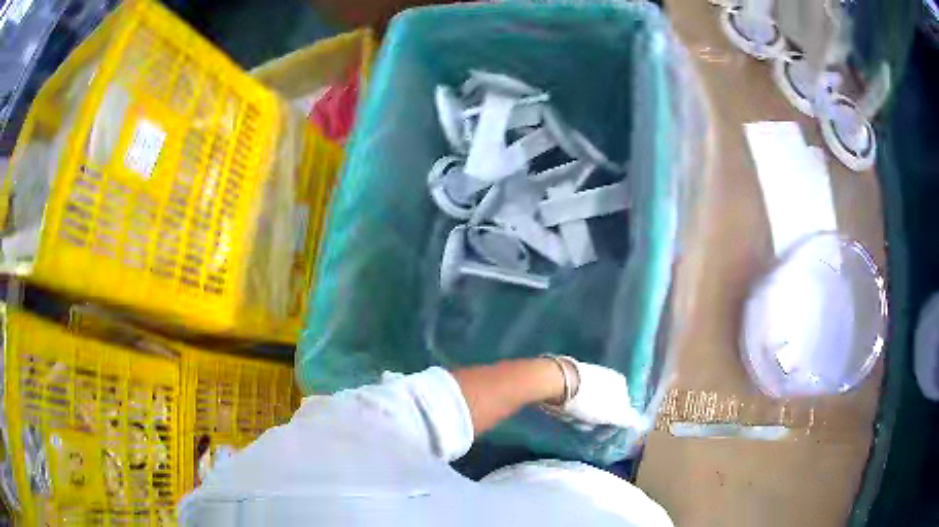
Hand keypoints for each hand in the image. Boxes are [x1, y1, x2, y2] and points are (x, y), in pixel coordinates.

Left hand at [545, 358, 643, 428]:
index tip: (605, 431)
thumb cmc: (589, 400)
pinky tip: (565, 413)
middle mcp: (606, 376)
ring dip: (583, 415)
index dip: (615, 421)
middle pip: (605, 405)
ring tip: (574, 423)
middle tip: (589, 428)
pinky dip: (572, 408)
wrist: (557, 381)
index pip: (623, 406)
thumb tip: (642, 424)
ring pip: (589, 403)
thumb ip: (628, 419)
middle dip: (598, 418)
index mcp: (620, 382)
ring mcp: (588, 375)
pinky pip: (575, 398)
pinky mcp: (570, 378)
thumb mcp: (613, 413)